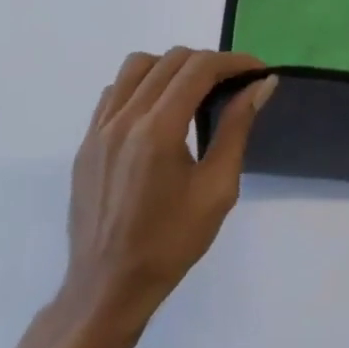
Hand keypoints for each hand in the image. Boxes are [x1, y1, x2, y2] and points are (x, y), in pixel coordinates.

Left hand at [59, 48, 276, 342]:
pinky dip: (143, 85)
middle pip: (171, 60)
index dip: (234, 62)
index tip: (259, 72)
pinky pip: (115, 91)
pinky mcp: (86, 142)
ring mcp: (99, 128)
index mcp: (158, 130)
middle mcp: (125, 118)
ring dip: (173, 67)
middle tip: (235, 85)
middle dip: (209, 63)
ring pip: (138, 65)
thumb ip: (237, 128)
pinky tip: (159, 111)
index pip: (199, 68)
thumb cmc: (171, 242)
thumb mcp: (217, 188)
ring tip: (195, 92)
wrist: (107, 287)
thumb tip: (261, 85)